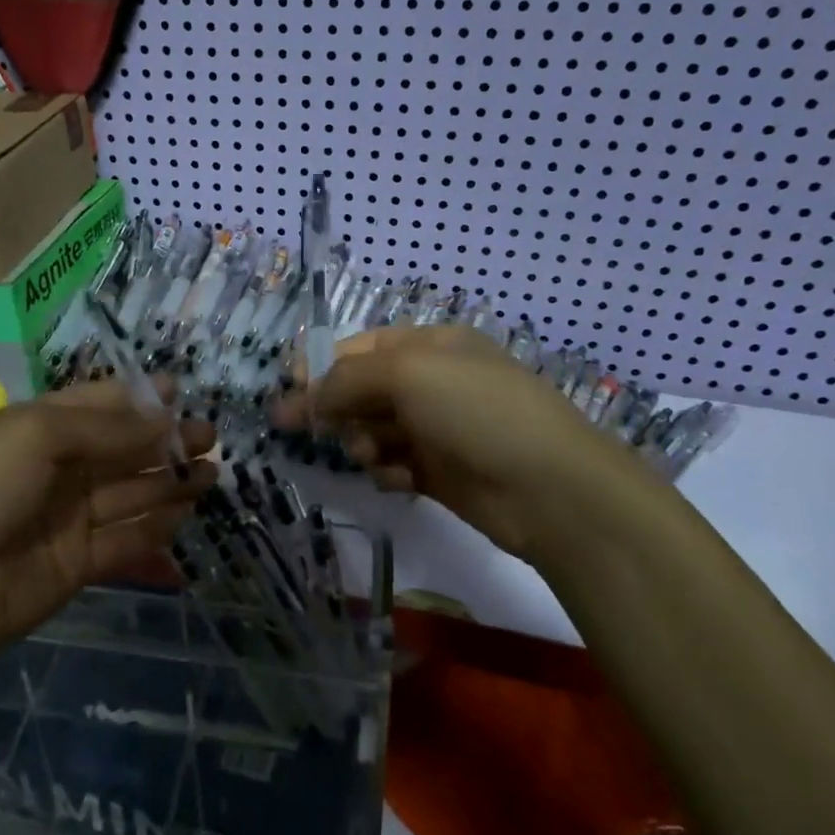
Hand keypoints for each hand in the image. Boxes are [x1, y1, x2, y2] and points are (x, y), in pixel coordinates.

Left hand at [0, 382, 214, 682]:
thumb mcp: (35, 435)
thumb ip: (104, 428)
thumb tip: (162, 418)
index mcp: (35, 428)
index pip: (95, 404)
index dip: (136, 398)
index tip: (180, 391)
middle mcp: (54, 469)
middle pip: (120, 449)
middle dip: (164, 440)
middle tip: (210, 437)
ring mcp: (66, 518)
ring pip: (129, 493)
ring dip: (168, 481)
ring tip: (212, 473)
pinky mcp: (76, 564)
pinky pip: (124, 539)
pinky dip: (155, 527)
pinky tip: (186, 514)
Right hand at [274, 326, 671, 571]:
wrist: (548, 488)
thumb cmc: (476, 412)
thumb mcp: (408, 374)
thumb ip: (347, 379)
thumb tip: (304, 396)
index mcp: (430, 346)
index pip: (360, 347)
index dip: (320, 364)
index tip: (286, 387)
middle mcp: (432, 382)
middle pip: (362, 390)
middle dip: (333, 407)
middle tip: (291, 426)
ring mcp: (437, 428)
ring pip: (373, 429)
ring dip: (363, 441)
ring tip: (371, 454)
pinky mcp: (439, 472)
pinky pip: (393, 464)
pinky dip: (388, 470)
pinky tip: (399, 479)